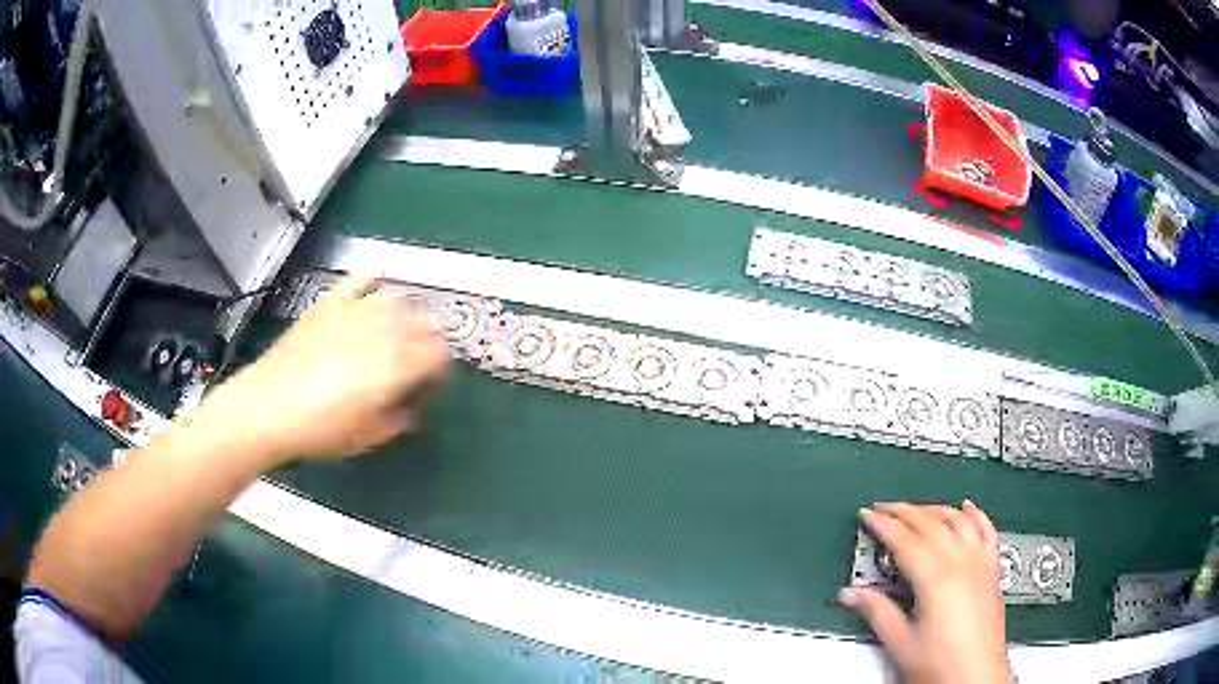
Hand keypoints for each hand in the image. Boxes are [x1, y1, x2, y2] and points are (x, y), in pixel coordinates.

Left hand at [189, 273, 450, 465]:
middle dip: (428, 338)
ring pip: (396, 299)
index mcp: (396, 366)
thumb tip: (408, 407)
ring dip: (406, 312)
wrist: (268, 407)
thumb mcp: (367, 436)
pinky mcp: (328, 305)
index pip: (438, 353)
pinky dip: (370, 275)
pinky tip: (377, 272)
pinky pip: (355, 281)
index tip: (432, 381)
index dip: (442, 366)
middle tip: (419, 358)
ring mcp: (353, 313)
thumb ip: (397, 418)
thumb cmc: (320, 430)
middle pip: (423, 322)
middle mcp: (382, 332)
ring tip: (400, 327)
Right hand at [840, 501, 1009, 683]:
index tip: (868, 515)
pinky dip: (975, 514)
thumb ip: (876, 611)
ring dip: (934, 509)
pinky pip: (986, 530)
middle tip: (884, 508)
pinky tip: (967, 508)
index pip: (905, 539)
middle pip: (931, 522)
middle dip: (904, 511)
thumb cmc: (942, 665)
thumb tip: (851, 594)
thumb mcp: (900, 642)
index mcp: (936, 578)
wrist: (976, 677)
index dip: (883, 524)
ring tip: (917, 509)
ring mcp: (980, 563)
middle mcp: (961, 562)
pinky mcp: (992, 569)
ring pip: (958, 520)